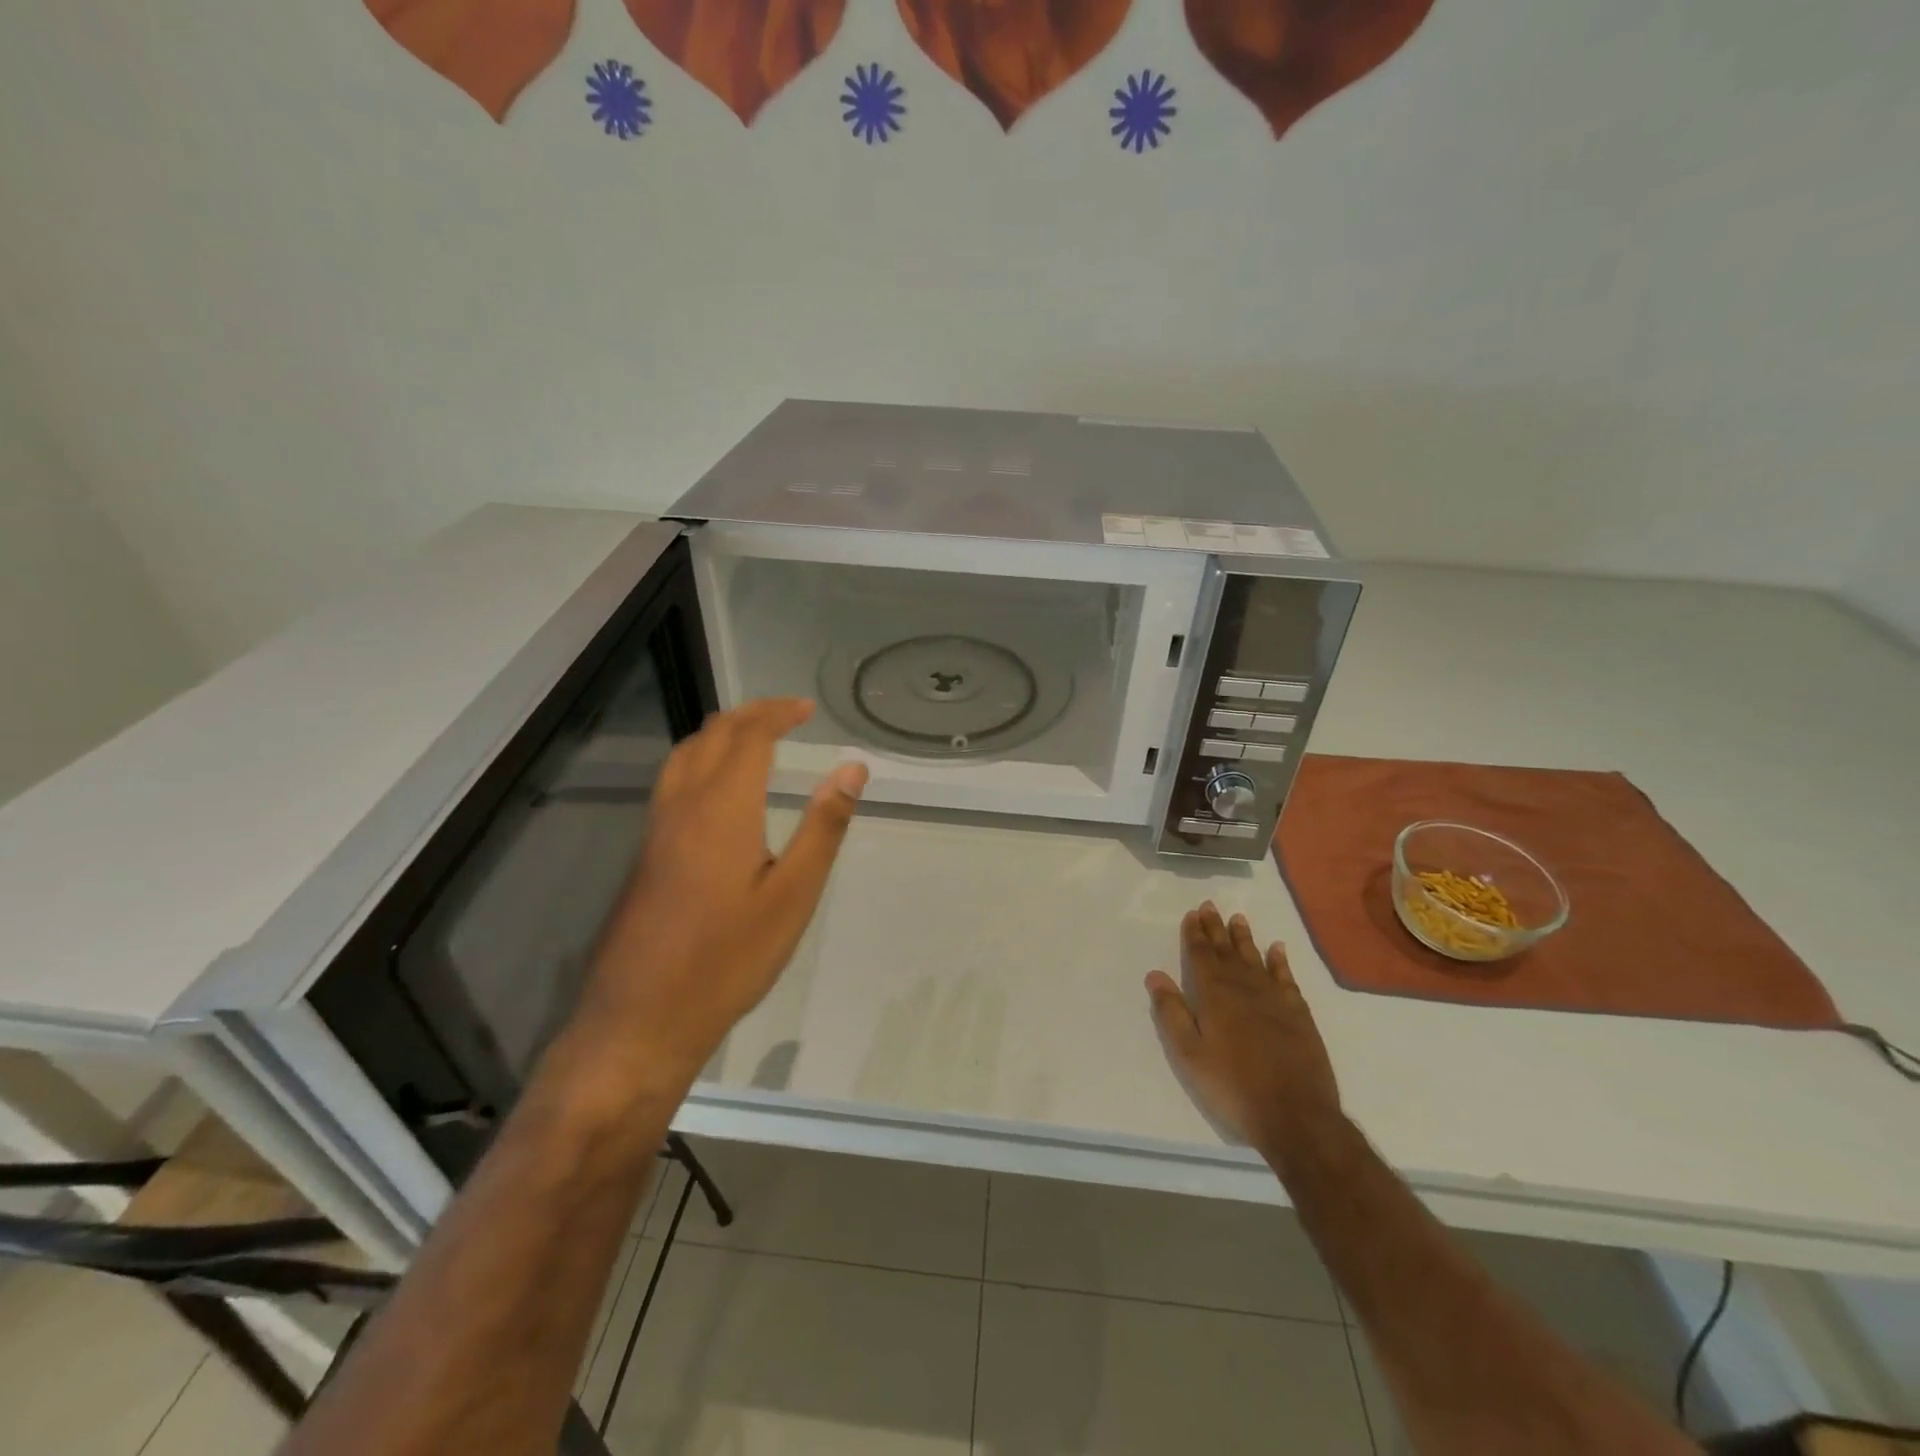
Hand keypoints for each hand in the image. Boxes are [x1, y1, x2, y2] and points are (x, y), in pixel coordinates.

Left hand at [575, 698, 866, 1091]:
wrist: (641, 1019)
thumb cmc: (729, 958)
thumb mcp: (793, 895)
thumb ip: (823, 826)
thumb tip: (852, 768)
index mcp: (722, 807)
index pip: (748, 735)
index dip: (778, 713)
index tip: (808, 709)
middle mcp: (682, 805)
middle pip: (712, 735)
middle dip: (750, 715)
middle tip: (788, 715)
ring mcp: (657, 829)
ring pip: (684, 755)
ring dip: (721, 734)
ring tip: (755, 739)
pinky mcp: (646, 853)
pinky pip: (673, 782)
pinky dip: (701, 760)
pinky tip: (719, 790)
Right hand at [1146, 903, 1343, 1169]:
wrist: (1295, 1114)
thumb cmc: (1232, 1085)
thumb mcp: (1189, 1054)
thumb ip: (1172, 1012)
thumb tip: (1155, 975)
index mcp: (1214, 995)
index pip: (1201, 955)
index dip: (1195, 934)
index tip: (1192, 914)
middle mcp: (1244, 987)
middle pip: (1226, 951)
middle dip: (1216, 928)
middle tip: (1210, 906)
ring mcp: (1274, 998)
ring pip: (1255, 958)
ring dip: (1244, 938)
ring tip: (1237, 919)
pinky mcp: (1298, 1013)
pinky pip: (1286, 977)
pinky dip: (1279, 961)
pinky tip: (1277, 949)